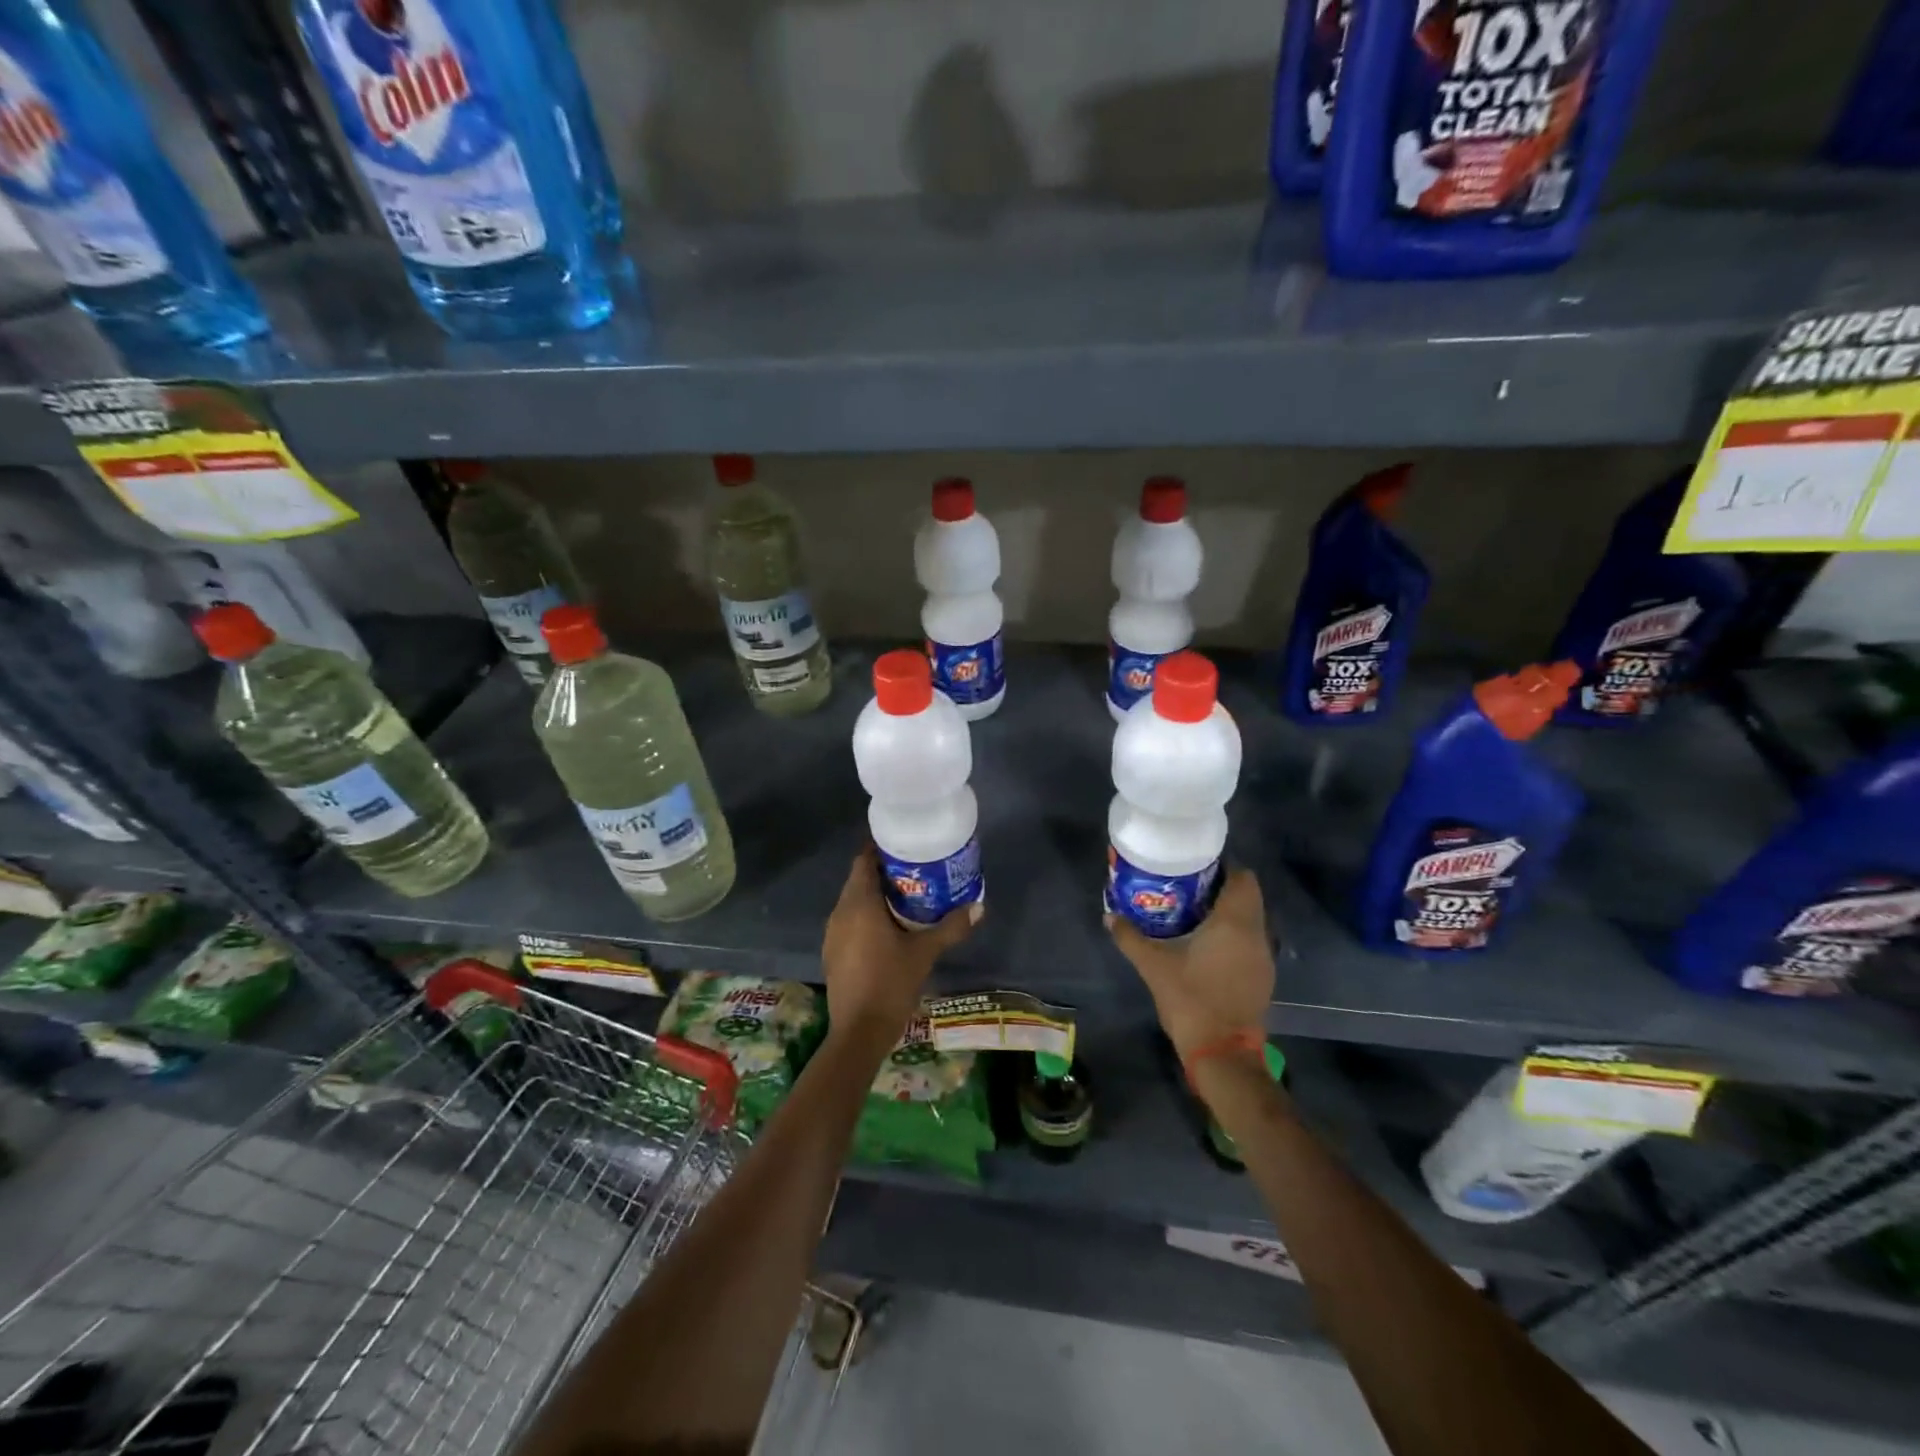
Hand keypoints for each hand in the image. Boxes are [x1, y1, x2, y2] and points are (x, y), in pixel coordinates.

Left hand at [821, 845, 978, 1049]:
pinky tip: (889, 927)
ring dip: (875, 894)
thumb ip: (951, 927)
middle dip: (883, 871)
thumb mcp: (925, 953)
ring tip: (907, 894)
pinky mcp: (833, 951)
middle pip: (859, 879)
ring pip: (853, 901)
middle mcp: (840, 912)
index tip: (904, 844)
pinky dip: (867, 915)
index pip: (863, 860)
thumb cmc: (890, 983)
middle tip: (915, 869)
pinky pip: (850, 920)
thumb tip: (979, 906)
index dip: (880, 848)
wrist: (858, 1032)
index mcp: (859, 903)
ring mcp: (833, 933)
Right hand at [1107, 867, 1273, 1063]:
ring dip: (1229, 913)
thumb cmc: (1190, 999)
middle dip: (1222, 889)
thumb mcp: (1153, 965)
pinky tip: (1208, 945)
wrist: (1222, 1051)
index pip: (1243, 878)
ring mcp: (1263, 956)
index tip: (1197, 869)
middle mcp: (1255, 933)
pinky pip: (1251, 941)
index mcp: (1234, 922)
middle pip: (1248, 896)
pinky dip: (1234, 935)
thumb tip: (1109, 915)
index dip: (1224, 868)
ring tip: (1195, 914)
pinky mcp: (1263, 976)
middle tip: (1189, 889)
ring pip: (1251, 919)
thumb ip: (1130, 937)